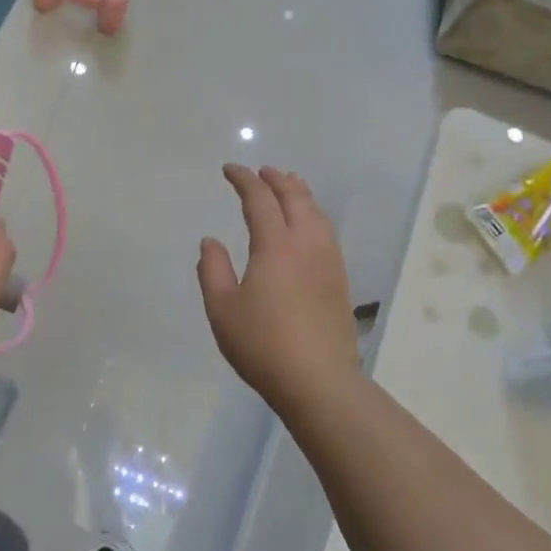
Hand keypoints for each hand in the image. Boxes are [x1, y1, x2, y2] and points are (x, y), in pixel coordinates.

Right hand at [197, 164, 359, 411]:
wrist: (319, 381)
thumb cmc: (263, 345)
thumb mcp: (223, 310)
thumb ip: (213, 270)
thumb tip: (210, 241)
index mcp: (274, 246)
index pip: (259, 199)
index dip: (244, 179)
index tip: (230, 170)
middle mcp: (305, 244)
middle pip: (295, 197)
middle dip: (276, 179)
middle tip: (261, 171)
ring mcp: (328, 260)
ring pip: (316, 212)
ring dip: (300, 193)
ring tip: (290, 185)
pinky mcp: (340, 279)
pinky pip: (327, 231)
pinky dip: (314, 214)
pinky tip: (310, 225)